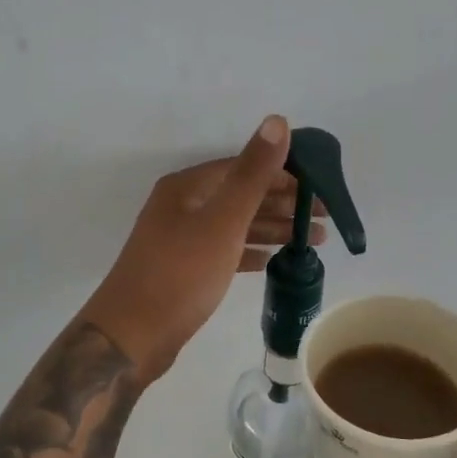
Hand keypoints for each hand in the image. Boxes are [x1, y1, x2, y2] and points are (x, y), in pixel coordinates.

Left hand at [80, 115, 325, 381]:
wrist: (133, 337)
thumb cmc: (181, 273)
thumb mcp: (223, 220)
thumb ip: (253, 173)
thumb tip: (277, 120)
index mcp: (187, 188)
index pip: (242, 167)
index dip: (281, 173)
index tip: (318, 187)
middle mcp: (181, 207)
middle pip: (240, 195)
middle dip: (282, 203)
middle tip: (323, 218)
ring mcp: (180, 240)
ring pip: (235, 225)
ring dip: (272, 228)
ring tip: (313, 239)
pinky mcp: (184, 270)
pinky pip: (225, 251)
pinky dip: (250, 252)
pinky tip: (274, 260)